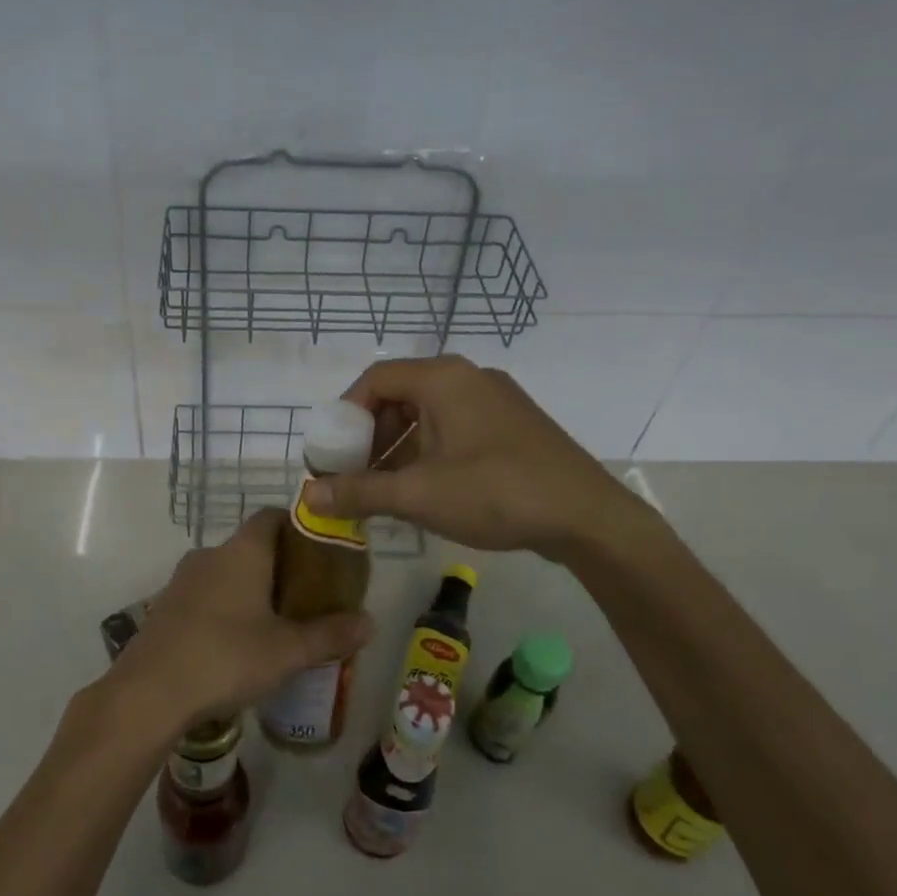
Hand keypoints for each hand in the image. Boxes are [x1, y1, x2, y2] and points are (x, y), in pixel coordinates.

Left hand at [107, 509, 371, 734]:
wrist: (148, 692)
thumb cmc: (226, 657)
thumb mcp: (287, 651)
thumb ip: (329, 634)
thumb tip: (370, 622)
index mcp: (242, 551)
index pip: (272, 516)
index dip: (298, 525)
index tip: (321, 550)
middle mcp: (210, 554)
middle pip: (251, 545)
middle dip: (280, 565)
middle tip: (308, 594)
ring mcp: (182, 580)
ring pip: (226, 572)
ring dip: (250, 588)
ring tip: (276, 621)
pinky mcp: (165, 607)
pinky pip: (205, 595)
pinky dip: (225, 607)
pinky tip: (237, 643)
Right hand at [304, 355, 659, 561]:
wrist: (589, 517)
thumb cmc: (496, 493)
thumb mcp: (419, 495)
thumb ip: (360, 492)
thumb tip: (308, 497)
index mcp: (443, 378)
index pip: (375, 379)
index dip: (346, 414)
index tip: (334, 452)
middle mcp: (468, 377)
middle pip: (401, 395)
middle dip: (372, 436)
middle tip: (357, 473)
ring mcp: (496, 400)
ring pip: (430, 415)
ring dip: (400, 448)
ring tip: (387, 489)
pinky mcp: (513, 425)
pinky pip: (456, 428)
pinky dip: (430, 452)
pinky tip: (427, 490)